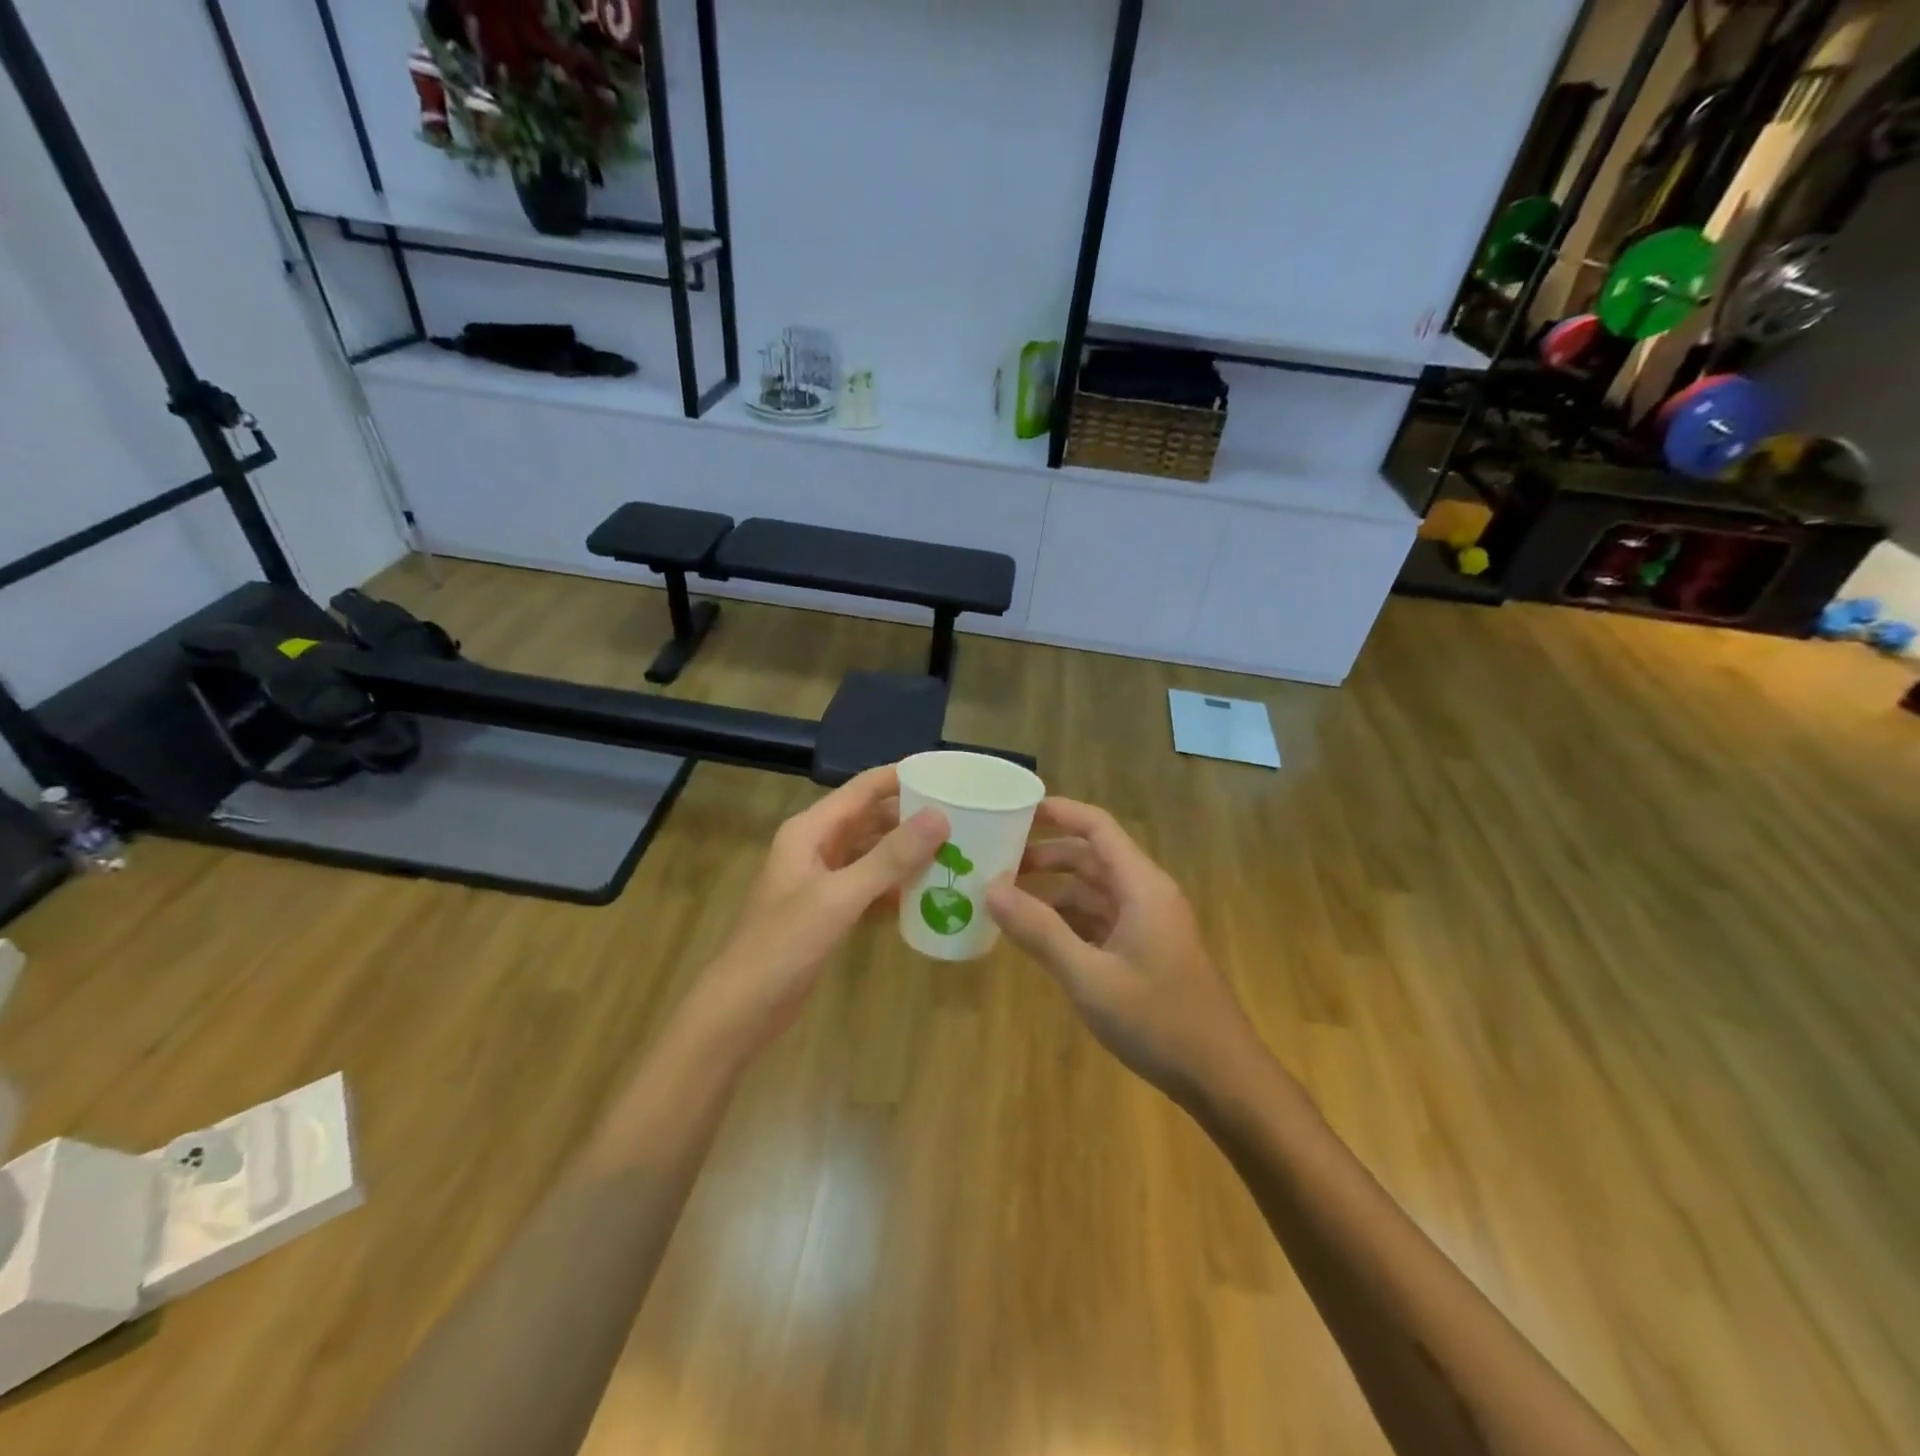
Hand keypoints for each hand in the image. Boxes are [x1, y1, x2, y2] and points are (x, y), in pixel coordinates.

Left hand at [689, 766, 947, 1054]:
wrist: (743, 1008)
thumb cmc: (784, 944)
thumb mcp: (840, 897)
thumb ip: (890, 858)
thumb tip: (940, 816)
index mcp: (810, 830)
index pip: (863, 789)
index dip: (903, 777)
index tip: (948, 776)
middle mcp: (815, 846)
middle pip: (870, 818)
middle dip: (911, 816)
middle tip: (962, 817)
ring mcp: (821, 879)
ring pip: (872, 852)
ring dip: (906, 852)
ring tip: (954, 849)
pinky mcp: (828, 909)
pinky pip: (868, 884)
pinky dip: (894, 885)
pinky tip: (927, 891)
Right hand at [986, 798, 1259, 1103]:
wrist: (1222, 1078)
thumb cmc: (1159, 1021)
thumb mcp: (1090, 977)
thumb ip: (1040, 932)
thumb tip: (991, 890)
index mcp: (1141, 886)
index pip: (1097, 827)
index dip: (1058, 812)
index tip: (1014, 810)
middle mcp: (1146, 895)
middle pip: (1091, 858)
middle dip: (1045, 856)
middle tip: (994, 862)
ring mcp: (1147, 925)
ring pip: (1093, 892)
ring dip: (1052, 892)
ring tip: (1004, 900)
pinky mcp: (1144, 952)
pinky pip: (1099, 921)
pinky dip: (1066, 921)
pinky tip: (1035, 935)